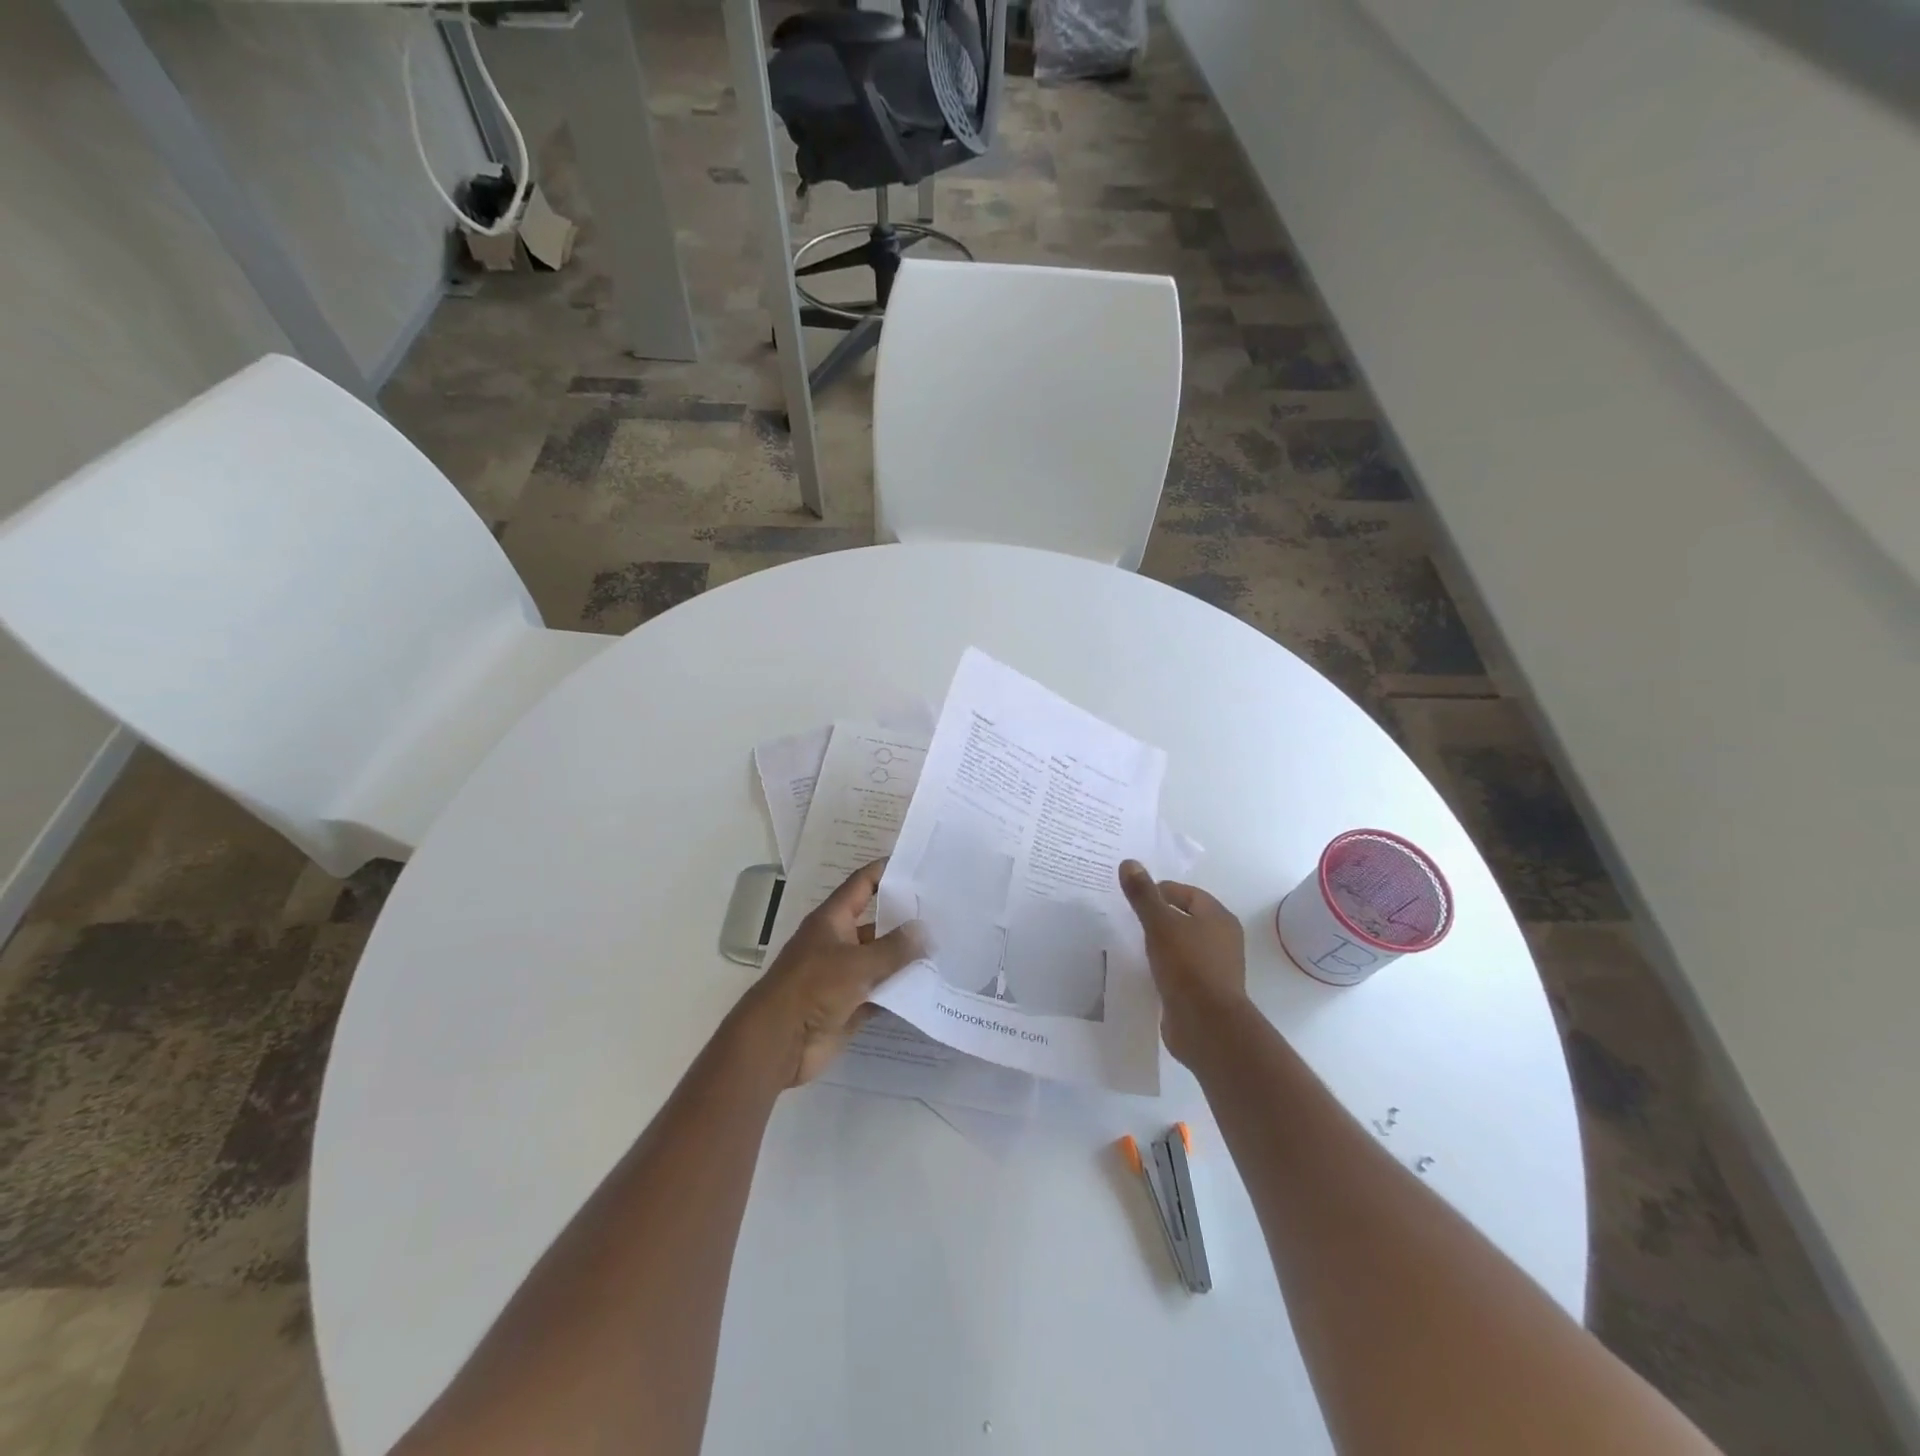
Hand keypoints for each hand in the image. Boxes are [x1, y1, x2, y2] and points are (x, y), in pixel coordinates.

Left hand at [740, 859, 924, 1086]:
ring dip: (908, 958)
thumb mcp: (857, 963)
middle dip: (907, 918)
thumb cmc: (813, 988)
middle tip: (946, 911)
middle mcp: (839, 942)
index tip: (919, 864)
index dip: (887, 871)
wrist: (780, 1042)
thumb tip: (925, 929)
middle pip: (878, 923)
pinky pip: (882, 991)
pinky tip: (932, 986)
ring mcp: (845, 975)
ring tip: (948, 947)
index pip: (863, 884)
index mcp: (833, 920)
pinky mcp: (851, 1004)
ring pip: (883, 960)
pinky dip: (902, 990)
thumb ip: (894, 948)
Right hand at [1119, 859, 1250, 1065]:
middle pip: (1185, 918)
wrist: (1207, 1026)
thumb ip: (1143, 895)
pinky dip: (1162, 966)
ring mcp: (1214, 968)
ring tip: (1131, 943)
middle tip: (1127, 918)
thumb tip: (1129, 863)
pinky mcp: (1203, 992)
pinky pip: (1179, 970)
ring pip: (1181, 945)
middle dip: (1157, 916)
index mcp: (1218, 918)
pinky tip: (1142, 970)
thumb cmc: (1188, 967)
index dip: (1159, 891)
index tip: (1132, 898)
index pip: (1186, 893)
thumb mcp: (1160, 925)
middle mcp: (1221, 940)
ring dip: (1159, 943)